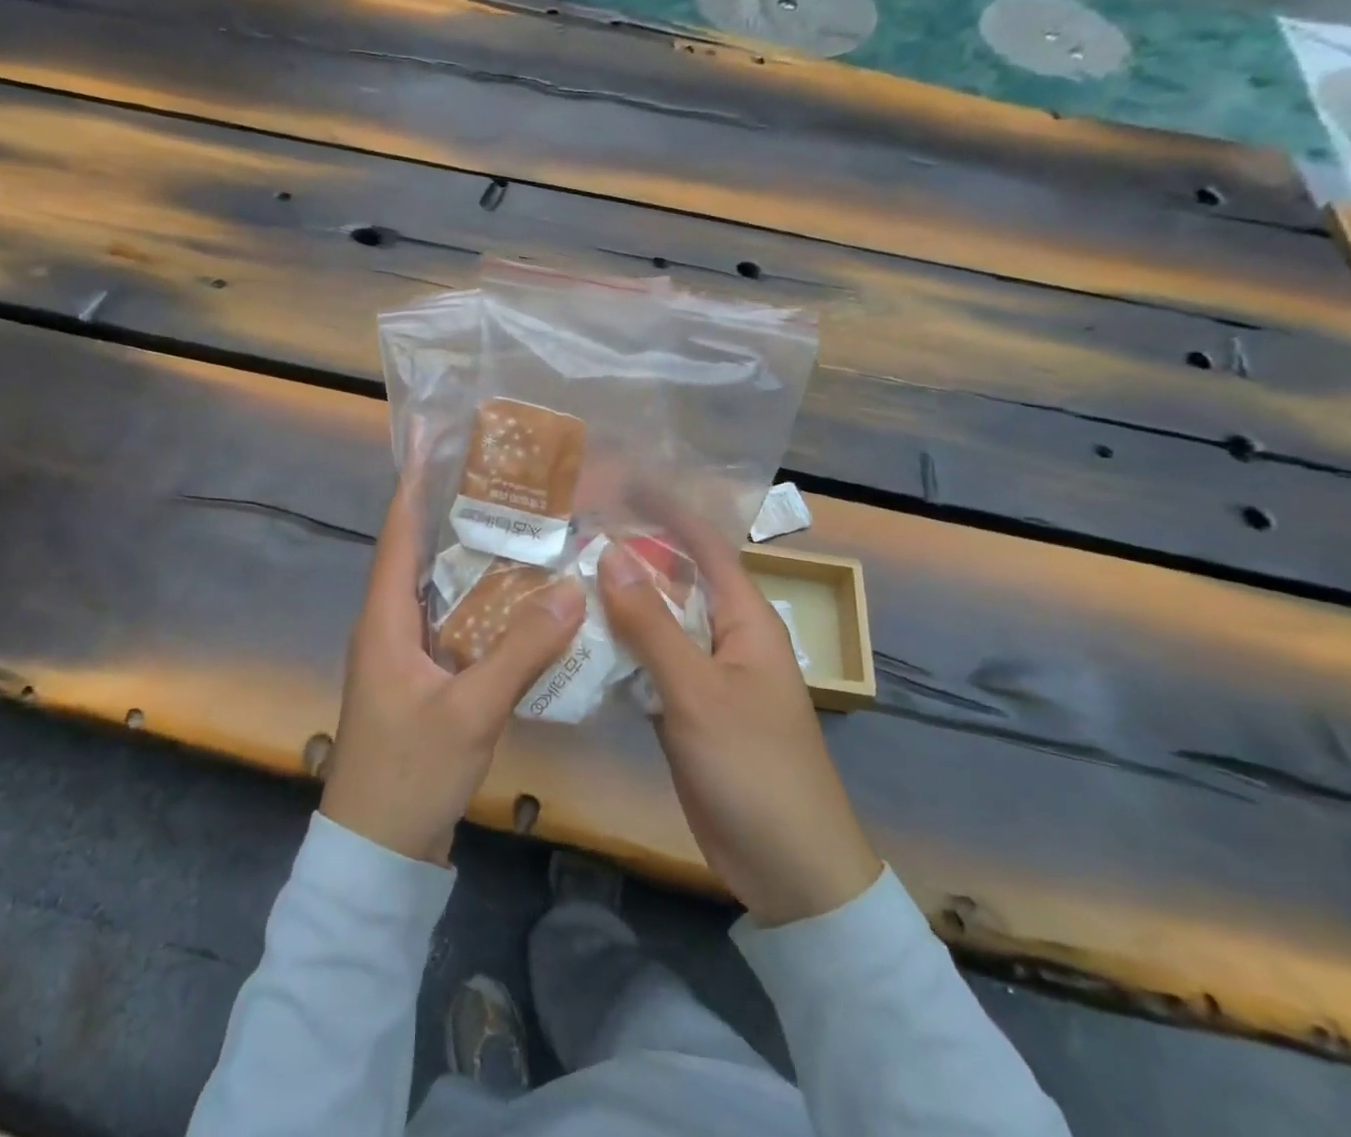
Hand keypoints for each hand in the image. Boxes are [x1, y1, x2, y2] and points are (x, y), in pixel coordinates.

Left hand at [321, 469, 585, 865]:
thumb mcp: (471, 710)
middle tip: (510, 482)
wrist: (377, 852)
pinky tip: (523, 601)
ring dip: (476, 561)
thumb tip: (571, 589)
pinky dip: (484, 605)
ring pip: (443, 590)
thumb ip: (521, 651)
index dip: (415, 484)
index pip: (398, 532)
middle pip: (423, 553)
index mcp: (385, 618)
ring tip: (525, 527)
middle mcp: (391, 624)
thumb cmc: (409, 772)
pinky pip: (455, 624)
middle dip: (459, 515)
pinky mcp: (423, 678)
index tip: (439, 442)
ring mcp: (406, 653)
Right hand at [599, 522, 882, 926]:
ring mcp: (704, 674)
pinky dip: (617, 650)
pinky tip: (575, 641)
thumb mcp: (697, 691)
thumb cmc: (754, 767)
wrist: (789, 868)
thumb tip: (610, 552)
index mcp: (744, 618)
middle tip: (572, 531)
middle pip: (674, 580)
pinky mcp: (685, 708)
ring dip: (617, 603)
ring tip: (561, 576)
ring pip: (656, 623)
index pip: (704, 544)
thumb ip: (652, 623)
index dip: (665, 509)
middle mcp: (724, 635)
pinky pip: (648, 664)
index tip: (620, 483)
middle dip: (630, 554)